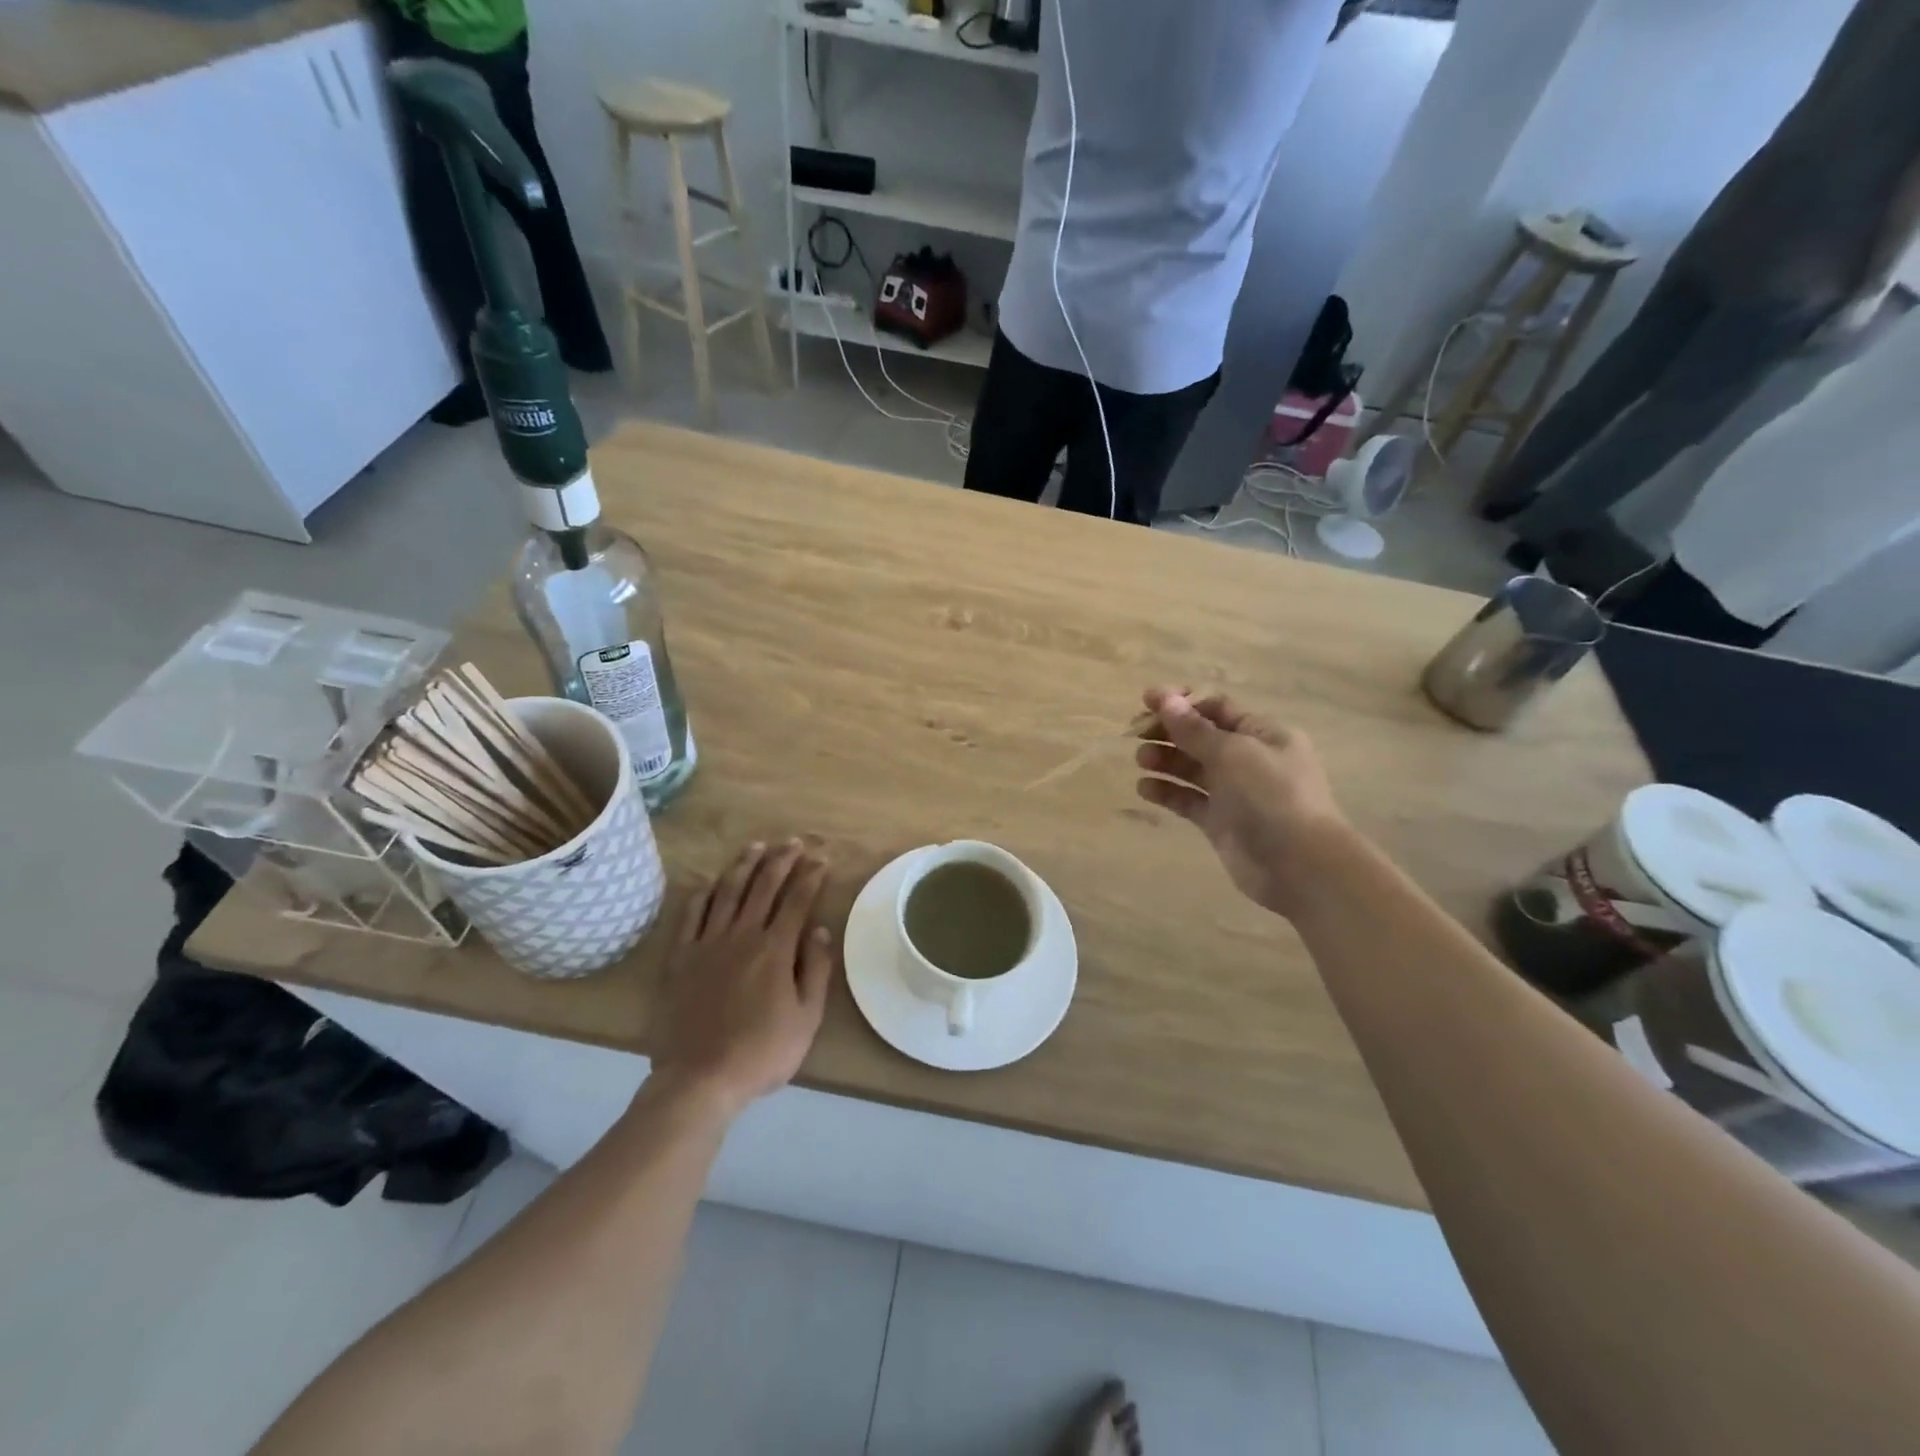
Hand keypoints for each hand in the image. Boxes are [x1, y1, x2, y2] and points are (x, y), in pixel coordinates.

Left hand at [649, 840, 835, 1118]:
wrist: (699, 1079)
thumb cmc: (761, 1052)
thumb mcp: (806, 1018)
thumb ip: (815, 970)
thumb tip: (820, 930)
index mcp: (775, 950)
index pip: (797, 900)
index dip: (811, 876)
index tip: (821, 859)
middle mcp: (741, 935)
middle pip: (763, 886)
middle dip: (781, 859)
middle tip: (793, 842)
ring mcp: (707, 943)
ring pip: (727, 892)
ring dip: (744, 865)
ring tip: (756, 846)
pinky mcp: (680, 958)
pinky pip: (690, 915)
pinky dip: (702, 894)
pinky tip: (709, 882)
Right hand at [1134, 687, 1347, 919]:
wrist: (1299, 865)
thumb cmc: (1271, 796)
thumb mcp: (1232, 753)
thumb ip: (1194, 729)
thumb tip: (1165, 698)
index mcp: (1264, 734)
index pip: (1217, 708)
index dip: (1182, 702)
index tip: (1147, 701)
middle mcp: (1251, 760)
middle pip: (1202, 737)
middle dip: (1170, 732)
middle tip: (1135, 733)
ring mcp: (1236, 793)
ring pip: (1194, 769)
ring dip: (1166, 760)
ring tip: (1141, 760)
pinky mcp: (1221, 823)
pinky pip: (1190, 800)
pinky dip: (1168, 792)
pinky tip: (1144, 788)